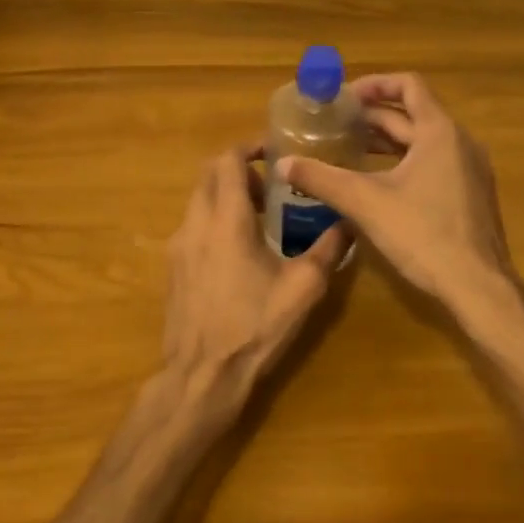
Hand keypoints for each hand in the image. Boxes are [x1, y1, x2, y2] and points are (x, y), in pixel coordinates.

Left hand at [160, 146, 348, 402]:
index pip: (227, 160)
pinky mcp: (173, 267)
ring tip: (259, 218)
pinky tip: (239, 251)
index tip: (275, 151)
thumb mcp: (302, 289)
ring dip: (226, 195)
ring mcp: (178, 246)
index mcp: (225, 219)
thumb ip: (328, 250)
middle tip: (271, 185)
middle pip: (209, 174)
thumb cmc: (253, 326)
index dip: (249, 147)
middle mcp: (195, 223)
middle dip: (239, 170)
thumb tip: (350, 223)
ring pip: (199, 200)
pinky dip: (214, 219)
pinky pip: (193, 225)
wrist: (201, 375)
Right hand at [277, 74, 517, 314]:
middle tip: (336, 125)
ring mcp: (470, 169)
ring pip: (423, 141)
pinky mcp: (470, 194)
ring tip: (350, 149)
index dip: (375, 84)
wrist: (478, 286)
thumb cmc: (424, 234)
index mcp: (439, 132)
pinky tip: (379, 183)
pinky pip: (435, 162)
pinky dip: (405, 161)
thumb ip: (322, 179)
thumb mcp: (365, 203)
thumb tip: (282, 164)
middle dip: (374, 117)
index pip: (409, 85)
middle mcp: (460, 142)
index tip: (345, 97)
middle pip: (413, 114)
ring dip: (388, 141)